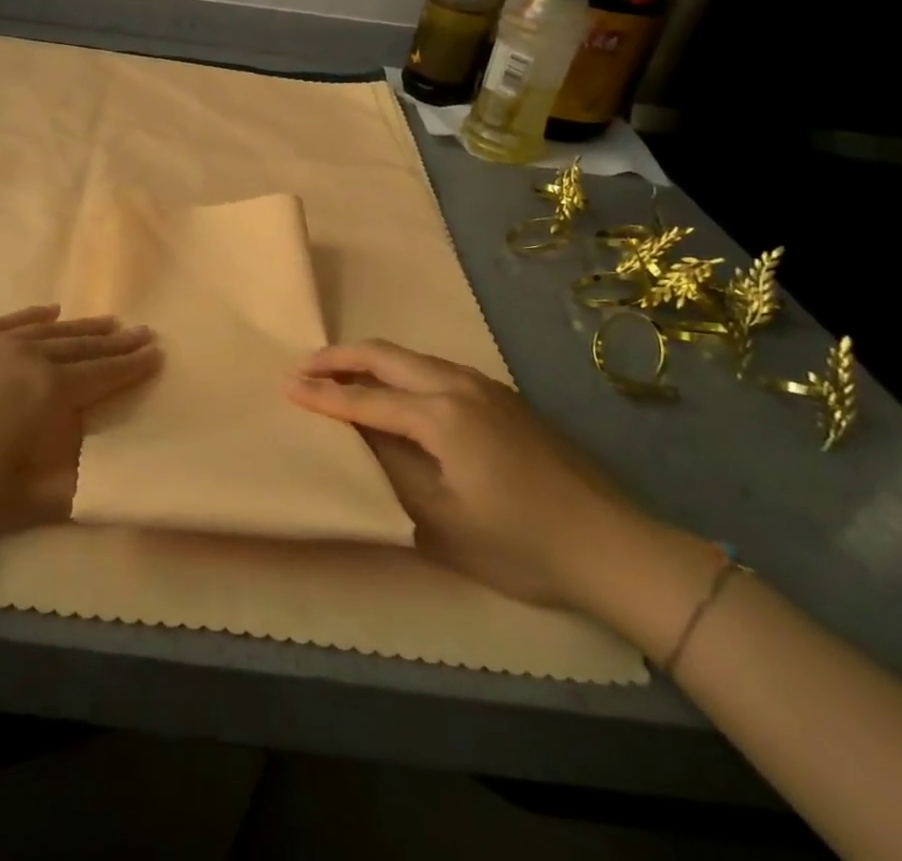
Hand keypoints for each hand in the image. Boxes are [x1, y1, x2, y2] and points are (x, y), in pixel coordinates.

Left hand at [0, 307, 160, 563]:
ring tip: (109, 322)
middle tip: (143, 332)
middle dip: (116, 343)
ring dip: (83, 328)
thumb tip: (105, 479)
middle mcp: (28, 357)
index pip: (102, 377)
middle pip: (83, 348)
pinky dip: (35, 315)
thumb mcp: (15, 505)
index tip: (157, 352)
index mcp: (47, 394)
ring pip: (51, 330)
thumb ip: (67, 491)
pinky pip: (11, 320)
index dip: (132, 367)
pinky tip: (49, 311)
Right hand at [289, 339, 658, 609]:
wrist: (614, 547)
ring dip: (371, 360)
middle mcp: (460, 385)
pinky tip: (395, 390)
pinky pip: (436, 368)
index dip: (323, 395)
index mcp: (442, 415)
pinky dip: (401, 370)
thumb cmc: (522, 545)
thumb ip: (391, 471)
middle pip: (386, 355)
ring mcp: (485, 387)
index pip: (366, 398)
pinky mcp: (502, 397)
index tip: (286, 388)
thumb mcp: (442, 522)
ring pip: (412, 357)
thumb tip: (357, 438)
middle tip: (303, 366)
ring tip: (339, 374)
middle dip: (340, 357)